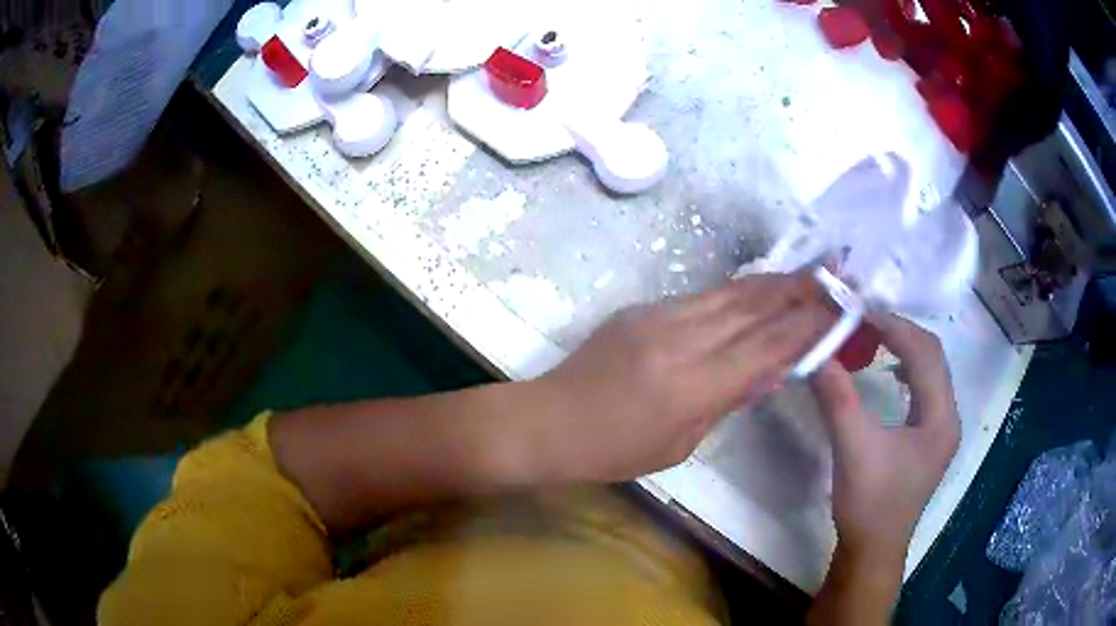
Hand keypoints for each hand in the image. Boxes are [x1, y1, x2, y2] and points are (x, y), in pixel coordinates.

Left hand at [524, 271, 838, 482]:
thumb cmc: (614, 450)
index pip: (766, 346)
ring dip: (770, 282)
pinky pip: (699, 298)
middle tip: (832, 272)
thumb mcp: (679, 443)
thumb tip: (772, 369)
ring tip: (804, 273)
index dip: (806, 324)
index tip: (837, 307)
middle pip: (752, 307)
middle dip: (797, 289)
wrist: (549, 421)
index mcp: (693, 385)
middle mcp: (681, 340)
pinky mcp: (641, 309)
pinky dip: (734, 294)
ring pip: (728, 294)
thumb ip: (727, 400)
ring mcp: (658, 318)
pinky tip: (754, 292)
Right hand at [810, 315, 960, 567]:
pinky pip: (925, 388)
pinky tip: (889, 372)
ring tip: (875, 338)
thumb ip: (838, 398)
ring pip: (931, 371)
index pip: (925, 353)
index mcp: (940, 417)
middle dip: (901, 331)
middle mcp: (948, 416)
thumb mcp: (853, 448)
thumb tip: (817, 353)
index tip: (862, 311)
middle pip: (933, 356)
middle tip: (866, 320)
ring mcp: (941, 428)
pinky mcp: (929, 438)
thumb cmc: (869, 503)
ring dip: (905, 348)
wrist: (873, 549)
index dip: (895, 326)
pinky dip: (907, 369)